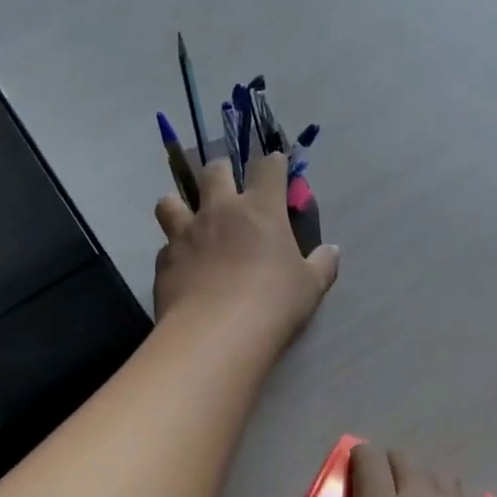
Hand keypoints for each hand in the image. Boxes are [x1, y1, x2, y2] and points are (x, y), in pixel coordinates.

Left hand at [153, 152, 338, 345]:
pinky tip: (182, 267)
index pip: (268, 167)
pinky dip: (174, 251)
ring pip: (170, 201)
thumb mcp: (310, 286)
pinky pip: (166, 245)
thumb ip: (322, 264)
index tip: (277, 165)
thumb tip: (332, 251)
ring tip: (188, 219)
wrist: (216, 333)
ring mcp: (186, 233)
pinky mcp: (164, 260)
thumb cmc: (273, 303)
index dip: (274, 163)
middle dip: (222, 170)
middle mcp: (219, 210)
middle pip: (215, 170)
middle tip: (228, 183)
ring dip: (179, 205)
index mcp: (260, 208)